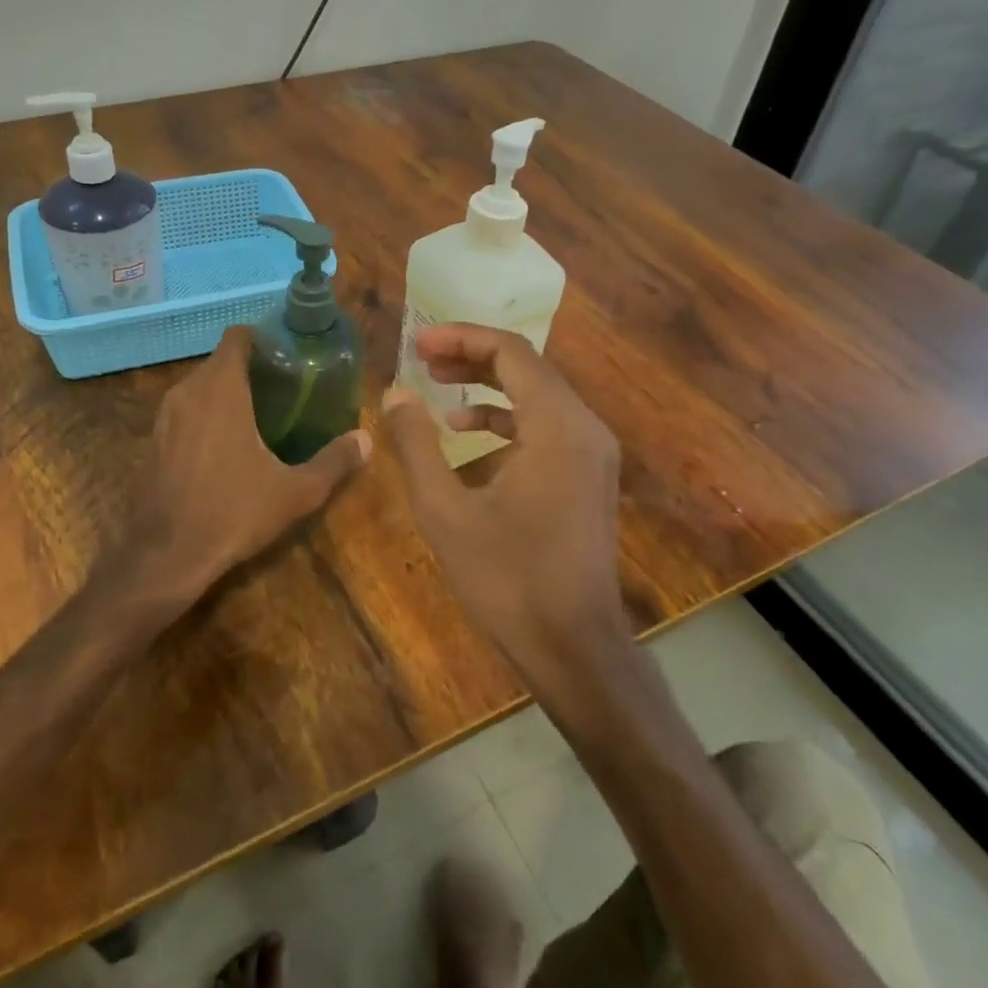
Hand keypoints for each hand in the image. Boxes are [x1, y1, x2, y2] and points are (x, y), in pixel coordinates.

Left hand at [114, 326, 369, 615]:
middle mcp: (188, 391)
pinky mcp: (154, 440)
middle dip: (252, 369)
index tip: (289, 356)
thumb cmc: (233, 512)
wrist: (165, 555)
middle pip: (222, 361)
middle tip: (287, 390)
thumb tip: (366, 440)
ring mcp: (165, 416)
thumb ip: (333, 462)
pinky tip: (228, 446)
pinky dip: (207, 415)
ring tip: (263, 416)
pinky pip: (186, 411)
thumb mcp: (295, 492)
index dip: (264, 339)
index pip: (238, 337)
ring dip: (229, 392)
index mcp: (221, 388)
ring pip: (201, 387)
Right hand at [383, 324, 624, 669]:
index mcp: (557, 426)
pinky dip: (507, 420)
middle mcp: (585, 427)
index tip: (416, 343)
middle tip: (422, 359)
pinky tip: (467, 437)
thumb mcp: (446, 511)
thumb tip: (394, 394)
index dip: (461, 338)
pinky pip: (546, 426)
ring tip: (438, 390)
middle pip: (528, 367)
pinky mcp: (589, 476)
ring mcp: (592, 453)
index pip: (511, 352)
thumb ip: (416, 445)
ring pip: (538, 395)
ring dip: (488, 386)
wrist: (575, 649)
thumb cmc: (508, 580)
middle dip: (472, 357)